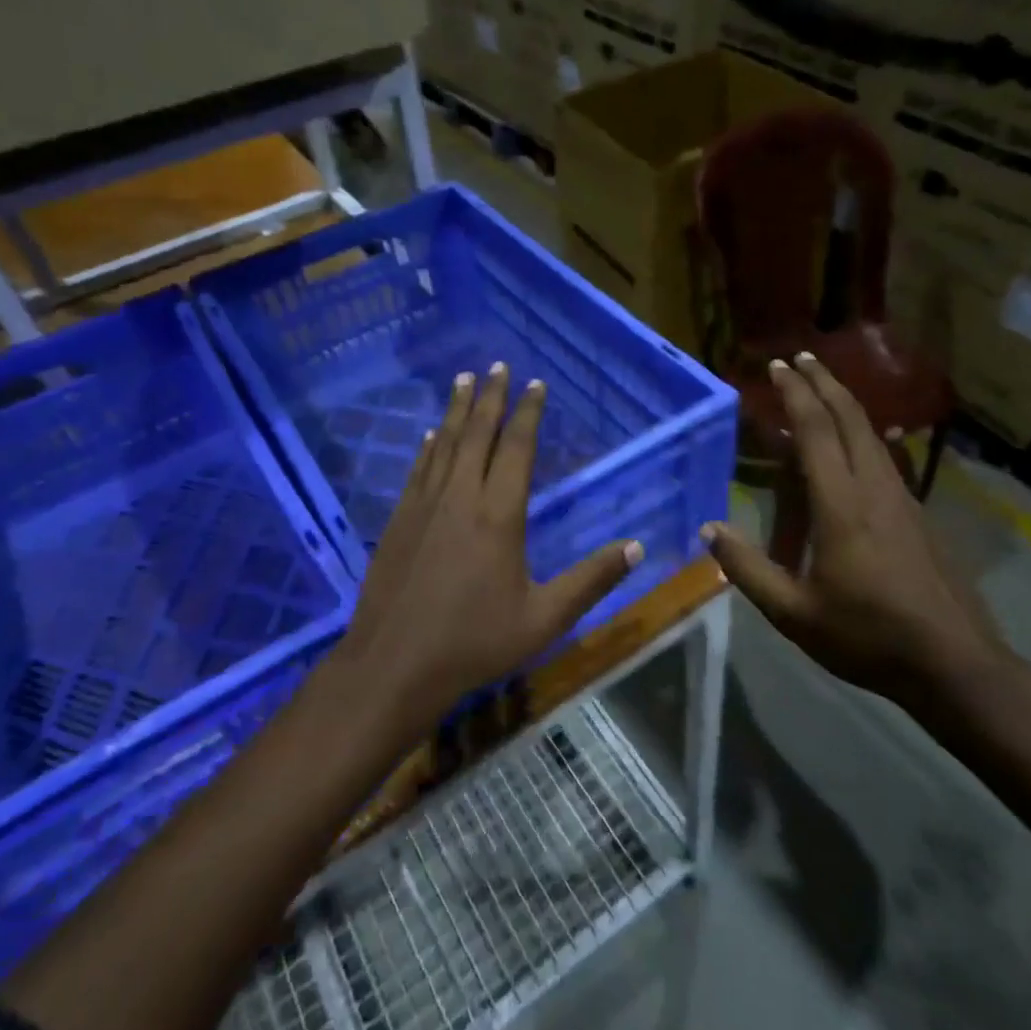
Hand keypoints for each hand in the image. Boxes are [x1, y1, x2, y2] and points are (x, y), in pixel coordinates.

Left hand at [336, 362, 641, 725]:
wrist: (393, 664)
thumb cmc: (474, 642)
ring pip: (444, 444)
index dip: (528, 413)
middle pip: (477, 434)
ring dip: (456, 410)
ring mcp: (423, 506)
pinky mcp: (398, 521)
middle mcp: (460, 497)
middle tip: (497, 364)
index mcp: (498, 515)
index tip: (536, 384)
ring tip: (464, 380)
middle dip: (491, 397)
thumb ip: (591, 580)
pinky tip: (429, 436)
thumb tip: (637, 547)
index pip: (517, 448)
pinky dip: (428, 447)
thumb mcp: (544, 618)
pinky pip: (418, 469)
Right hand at [702, 353, 1003, 700]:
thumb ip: (748, 569)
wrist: (955, 663)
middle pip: (851, 419)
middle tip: (800, 359)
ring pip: (872, 435)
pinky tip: (855, 447)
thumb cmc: (869, 637)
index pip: (817, 432)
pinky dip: (860, 435)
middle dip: (824, 383)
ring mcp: (903, 500)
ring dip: (845, 405)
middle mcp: (876, 489)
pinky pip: (884, 458)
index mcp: (843, 505)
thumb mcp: (794, 613)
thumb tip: (709, 531)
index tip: (777, 368)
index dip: (796, 394)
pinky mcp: (918, 516)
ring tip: (822, 391)